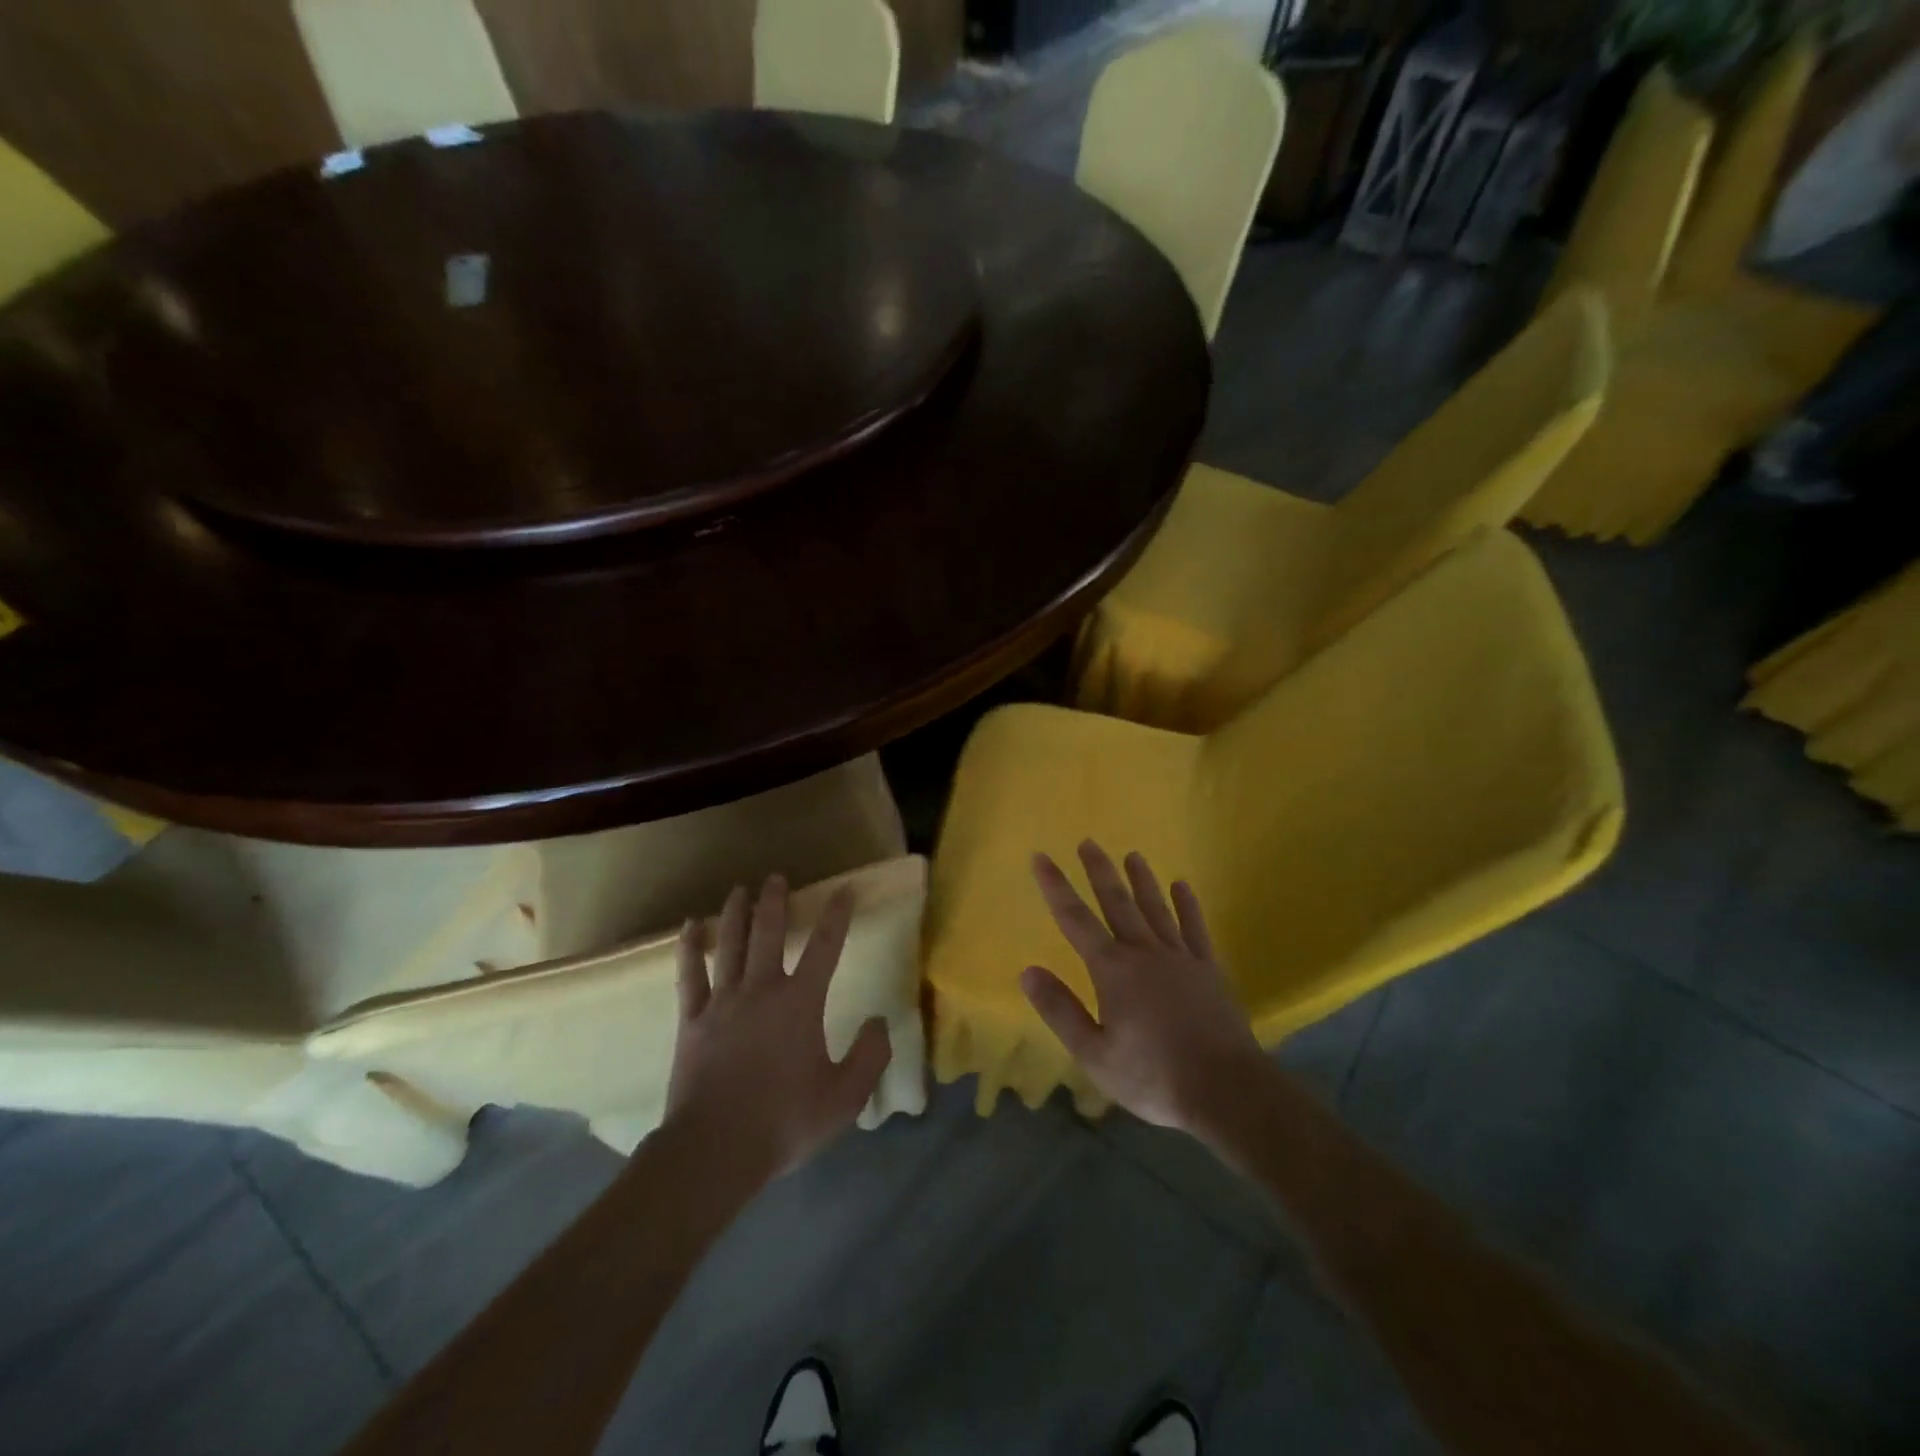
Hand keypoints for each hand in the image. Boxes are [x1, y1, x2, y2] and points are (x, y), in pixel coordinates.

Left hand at [666, 875, 891, 1181]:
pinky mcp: (691, 1020)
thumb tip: (878, 1022)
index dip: (837, 915)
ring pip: (730, 944)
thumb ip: (869, 1056)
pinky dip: (689, 948)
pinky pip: (689, 974)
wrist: (714, 1151)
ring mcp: (722, 1002)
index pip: (825, 947)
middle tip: (777, 877)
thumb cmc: (783, 1122)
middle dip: (776, 901)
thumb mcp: (844, 1098)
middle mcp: (761, 989)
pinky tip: (688, 926)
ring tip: (740, 890)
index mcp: (800, 1003)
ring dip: (736, 913)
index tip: (845, 890)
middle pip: (769, 932)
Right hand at [1021, 841, 1264, 1136]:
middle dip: (1100, 872)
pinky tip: (1182, 886)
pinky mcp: (1209, 970)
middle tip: (1088, 842)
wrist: (1226, 1091)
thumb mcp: (1095, 1054)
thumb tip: (1027, 971)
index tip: (1041, 857)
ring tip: (1132, 855)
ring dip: (1142, 880)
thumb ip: (1060, 1011)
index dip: (1056, 888)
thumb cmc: (1153, 1076)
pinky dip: (1187, 905)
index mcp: (1113, 971)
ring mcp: (1181, 958)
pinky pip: (1195, 928)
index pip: (1075, 920)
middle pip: (1118, 903)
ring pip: (1156, 909)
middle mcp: (1145, 953)